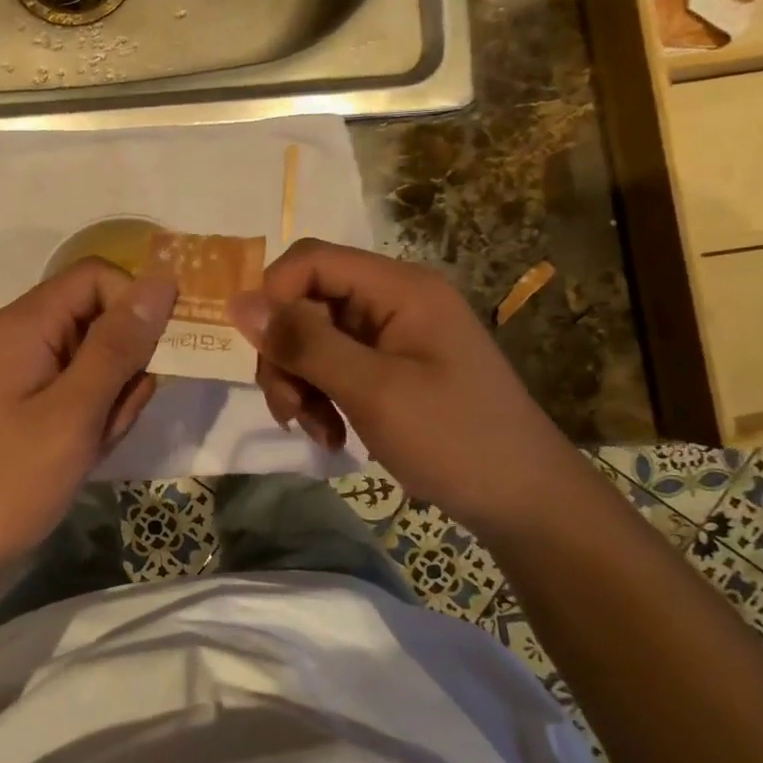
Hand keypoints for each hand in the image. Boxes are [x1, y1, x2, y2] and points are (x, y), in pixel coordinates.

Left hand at [0, 259, 176, 571]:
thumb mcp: (75, 411)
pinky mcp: (28, 404)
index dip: (134, 305)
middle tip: (111, 417)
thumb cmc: (10, 480)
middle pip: (100, 319)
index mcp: (25, 323)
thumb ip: (119, 345)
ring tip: (91, 444)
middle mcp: (23, 336)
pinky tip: (81, 455)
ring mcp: (24, 373)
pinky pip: (79, 392)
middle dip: (123, 367)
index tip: (157, 354)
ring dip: (111, 400)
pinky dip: (92, 420)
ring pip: (97, 361)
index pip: (98, 277)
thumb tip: (162, 281)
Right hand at [230, 239, 594, 538]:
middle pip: (307, 302)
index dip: (275, 297)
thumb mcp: (373, 391)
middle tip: (289, 410)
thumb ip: (305, 343)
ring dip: (300, 384)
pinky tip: (332, 435)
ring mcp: (392, 336)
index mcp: (399, 288)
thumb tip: (237, 302)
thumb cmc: (455, 439)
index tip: (265, 353)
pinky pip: (333, 367)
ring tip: (315, 430)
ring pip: (313, 339)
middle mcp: (393, 301)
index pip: (311, 260)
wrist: (525, 502)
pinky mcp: (390, 368)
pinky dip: (321, 398)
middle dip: (286, 355)